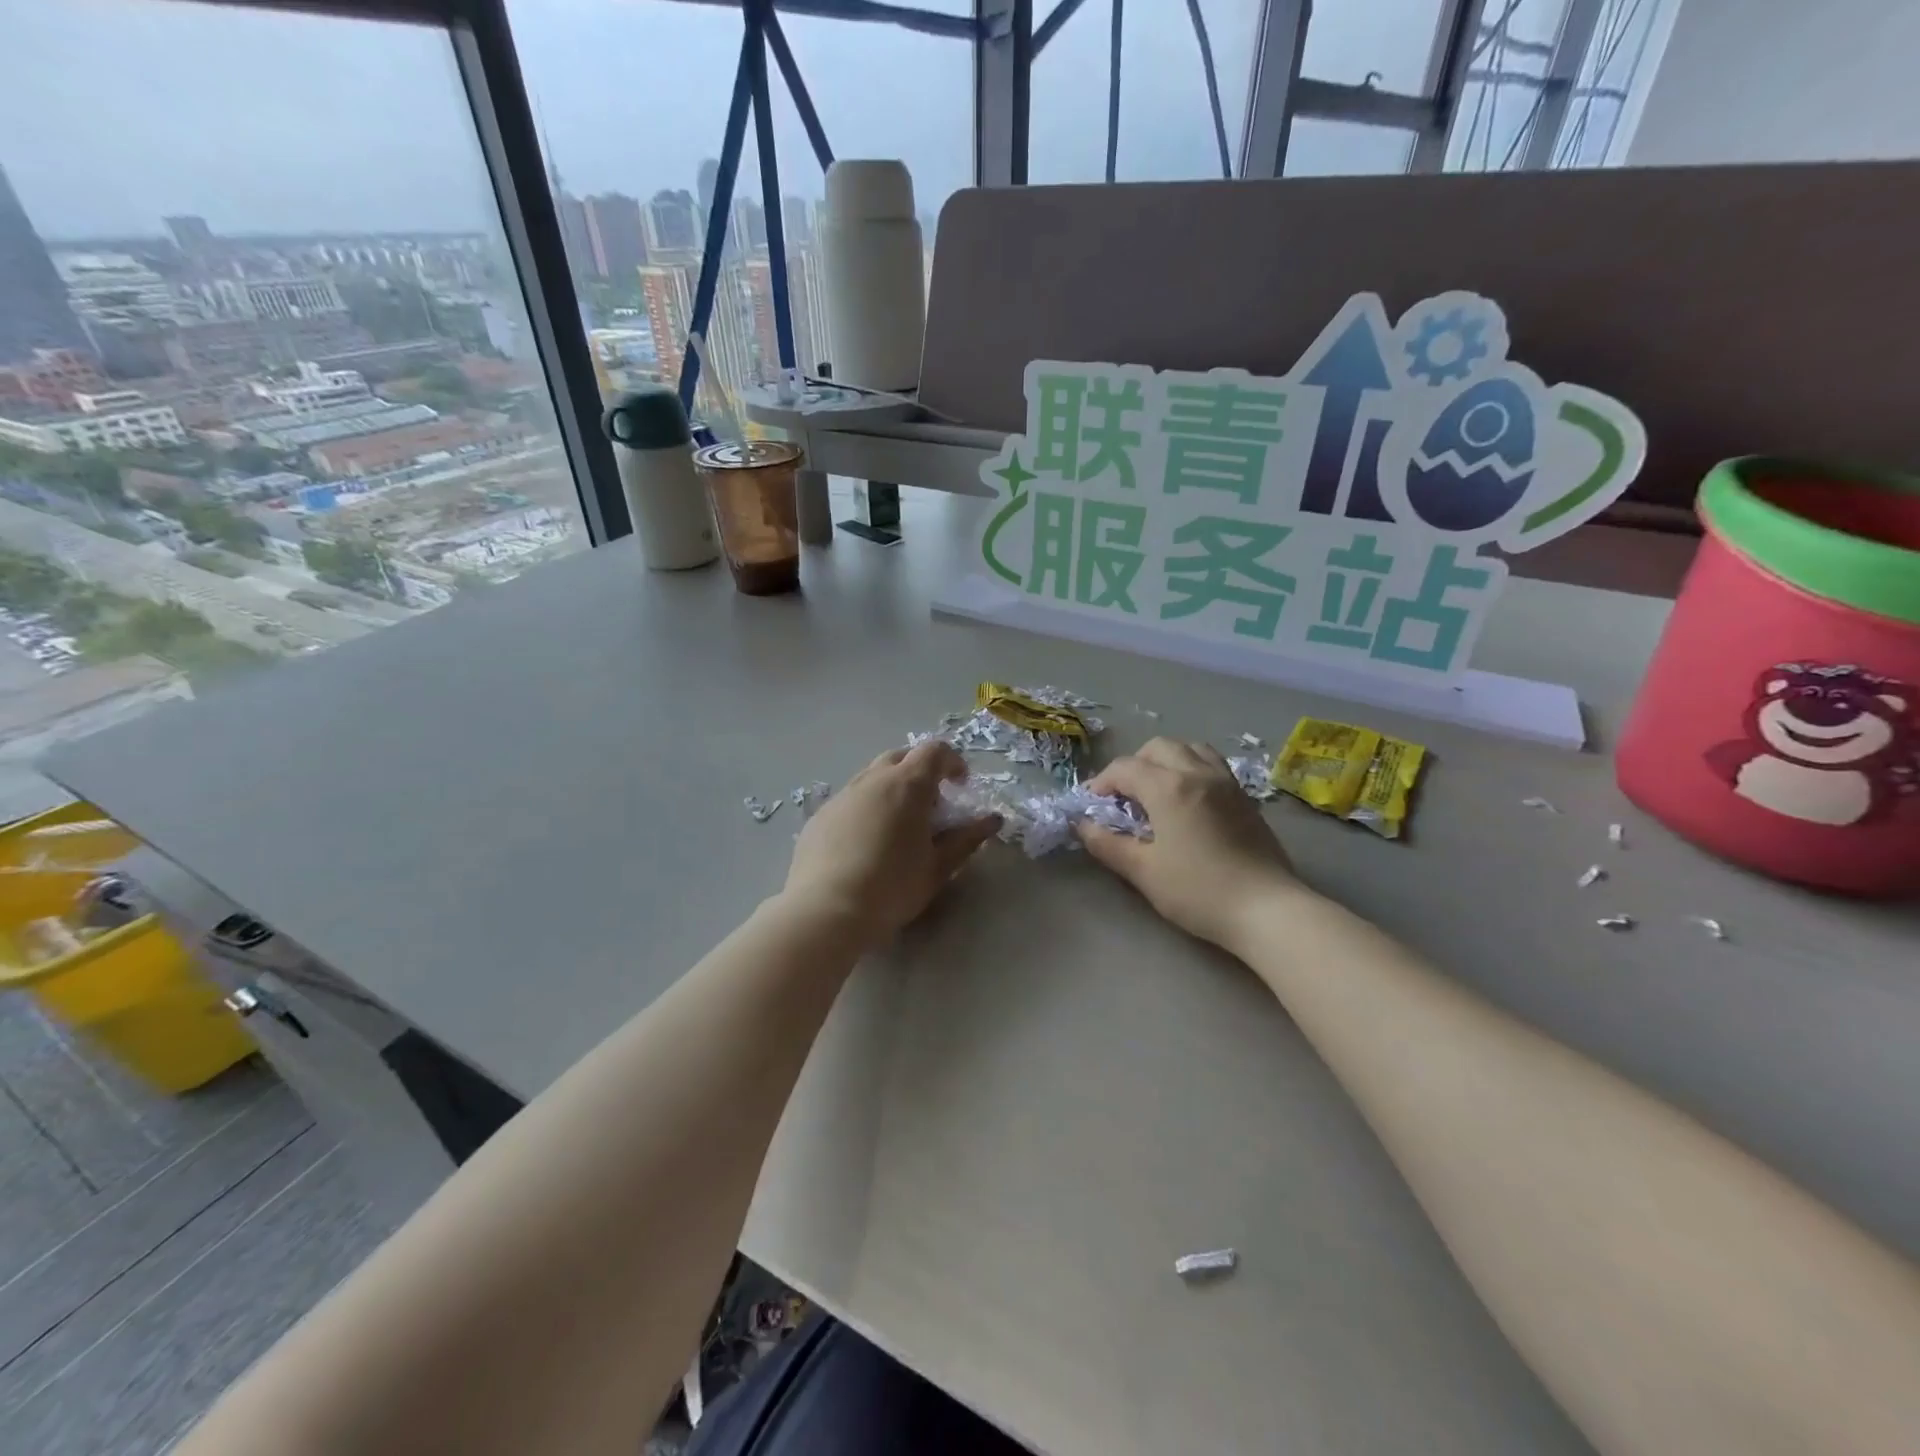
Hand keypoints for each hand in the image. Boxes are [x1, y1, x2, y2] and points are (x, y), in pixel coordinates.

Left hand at [784, 741, 1000, 947]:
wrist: (825, 911)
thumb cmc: (892, 888)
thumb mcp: (938, 867)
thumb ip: (966, 839)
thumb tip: (992, 820)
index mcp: (907, 785)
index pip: (934, 751)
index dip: (953, 762)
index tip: (961, 786)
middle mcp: (872, 779)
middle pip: (901, 756)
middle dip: (921, 771)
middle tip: (931, 805)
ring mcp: (842, 795)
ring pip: (872, 776)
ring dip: (892, 788)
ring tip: (899, 825)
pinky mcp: (820, 815)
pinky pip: (851, 799)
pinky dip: (867, 807)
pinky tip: (866, 843)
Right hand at [1076, 737, 1302, 948]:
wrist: (1266, 909)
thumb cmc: (1198, 891)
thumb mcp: (1143, 871)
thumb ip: (1107, 844)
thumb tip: (1082, 826)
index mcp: (1168, 787)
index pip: (1124, 768)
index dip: (1101, 783)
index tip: (1090, 806)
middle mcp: (1197, 772)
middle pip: (1157, 748)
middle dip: (1132, 766)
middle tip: (1122, 798)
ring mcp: (1226, 781)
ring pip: (1189, 748)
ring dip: (1164, 761)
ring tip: (1156, 792)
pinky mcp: (1245, 796)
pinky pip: (1212, 764)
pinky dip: (1191, 768)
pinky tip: (1188, 801)